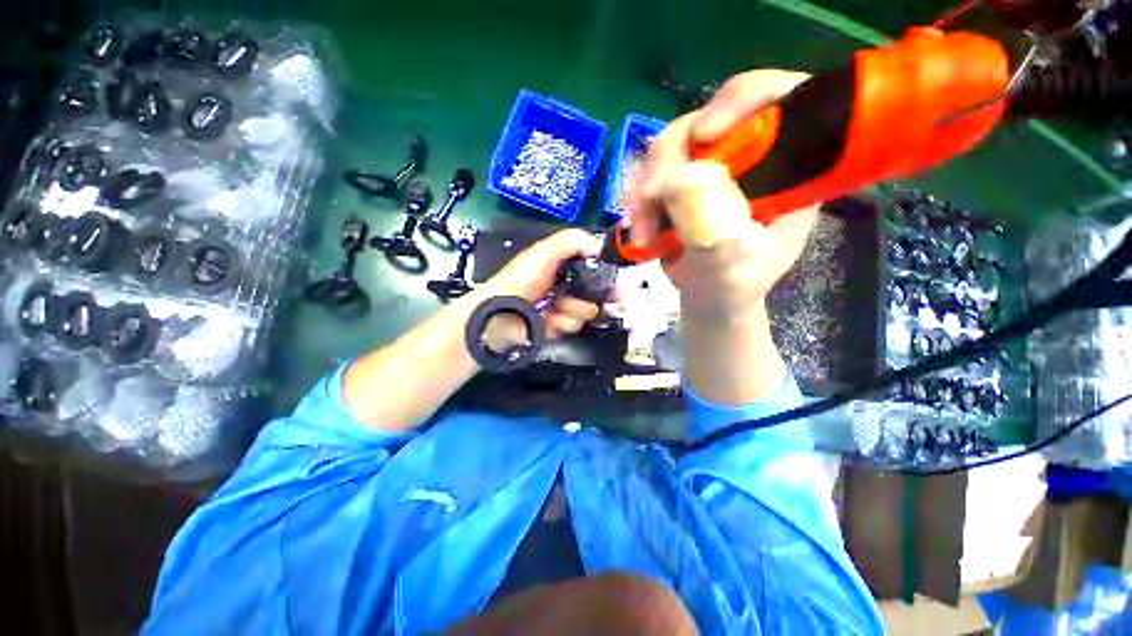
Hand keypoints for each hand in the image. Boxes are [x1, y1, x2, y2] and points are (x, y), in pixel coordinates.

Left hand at [479, 229, 602, 338]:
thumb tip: (601, 247)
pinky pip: (573, 326)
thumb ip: (573, 241)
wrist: (502, 314)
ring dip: (572, 311)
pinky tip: (547, 320)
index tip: (613, 283)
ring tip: (554, 308)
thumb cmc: (522, 279)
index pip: (595, 269)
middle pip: (596, 294)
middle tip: (573, 298)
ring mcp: (562, 307)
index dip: (605, 276)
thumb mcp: (545, 251)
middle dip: (588, 297)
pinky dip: (561, 323)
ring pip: (587, 312)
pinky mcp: (558, 326)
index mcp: (563, 265)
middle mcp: (566, 285)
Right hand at [628, 70, 818, 322]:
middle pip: (706, 119)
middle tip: (650, 202)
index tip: (704, 135)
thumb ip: (714, 230)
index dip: (742, 100)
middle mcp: (750, 155)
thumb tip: (678, 179)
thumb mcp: (731, 268)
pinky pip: (651, 172)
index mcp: (790, 167)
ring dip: (647, 190)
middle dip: (670, 162)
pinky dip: (640, 200)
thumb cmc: (732, 287)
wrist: (708, 298)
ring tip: (643, 234)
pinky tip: (640, 230)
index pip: (779, 99)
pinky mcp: (682, 179)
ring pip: (669, 146)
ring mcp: (712, 165)